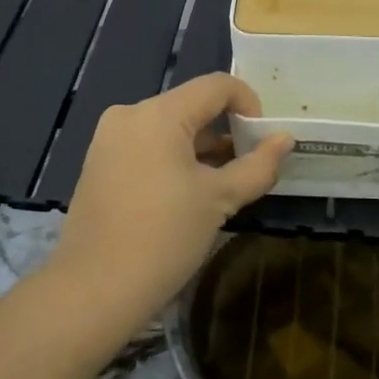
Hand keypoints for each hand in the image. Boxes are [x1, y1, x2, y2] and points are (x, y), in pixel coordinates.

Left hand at [46, 74, 291, 343]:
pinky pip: (148, 147)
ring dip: (202, 148)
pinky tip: (189, 195)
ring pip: (170, 128)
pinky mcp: (99, 164)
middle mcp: (129, 115)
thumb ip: (257, 165)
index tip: (263, 140)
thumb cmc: (164, 238)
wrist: (94, 291)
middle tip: (249, 166)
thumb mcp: (220, 199)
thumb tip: (285, 140)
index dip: (249, 104)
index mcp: (158, 113)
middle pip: (192, 106)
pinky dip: (175, 160)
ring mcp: (109, 140)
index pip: (216, 86)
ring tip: (225, 185)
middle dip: (226, 130)